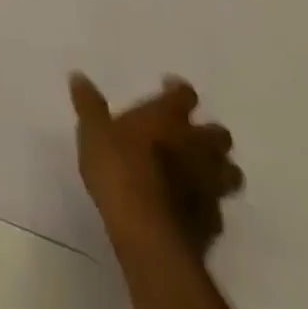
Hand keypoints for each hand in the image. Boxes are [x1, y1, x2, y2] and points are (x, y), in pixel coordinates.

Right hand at [70, 72, 243, 258]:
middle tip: (189, 136)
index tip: (169, 88)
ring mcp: (210, 186)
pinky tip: (192, 209)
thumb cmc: (119, 170)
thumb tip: (78, 76)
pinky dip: (208, 205)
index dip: (178, 91)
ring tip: (199, 173)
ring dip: (219, 170)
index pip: (185, 95)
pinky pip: (217, 208)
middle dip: (208, 134)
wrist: (148, 232)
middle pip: (218, 134)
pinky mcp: (213, 222)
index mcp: (169, 118)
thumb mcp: (93, 132)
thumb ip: (89, 105)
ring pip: (229, 172)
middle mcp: (197, 147)